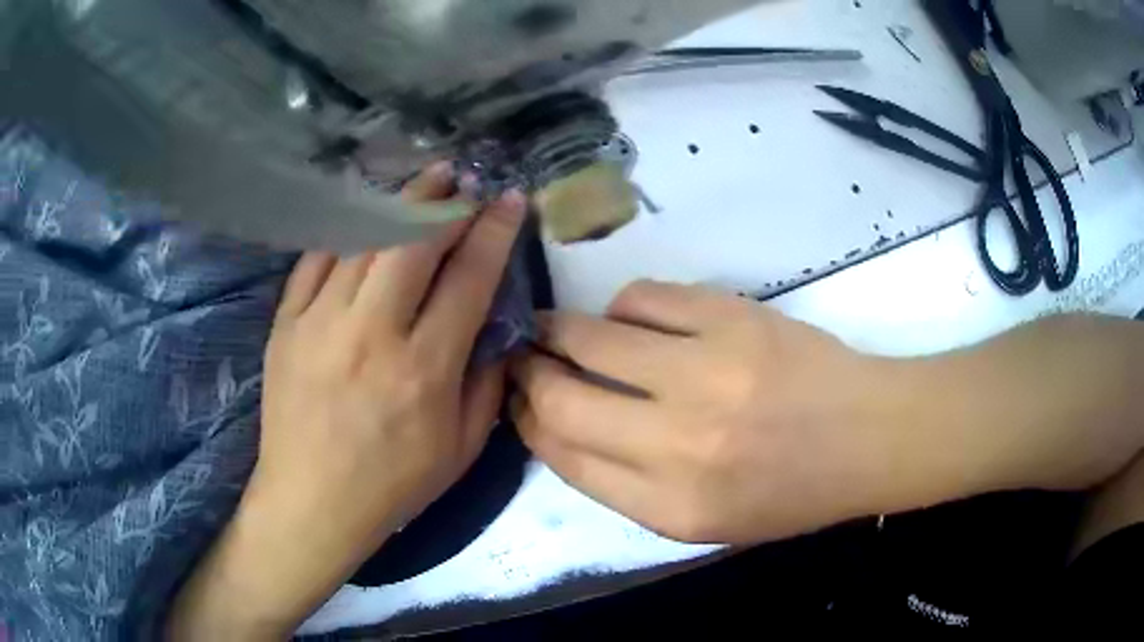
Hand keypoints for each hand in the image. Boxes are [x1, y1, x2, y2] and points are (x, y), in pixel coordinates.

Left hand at [168, 164, 525, 638]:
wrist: (311, 502)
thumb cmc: (392, 485)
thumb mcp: (462, 449)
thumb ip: (488, 384)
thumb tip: (498, 329)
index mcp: (424, 369)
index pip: (469, 278)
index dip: (494, 230)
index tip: (509, 199)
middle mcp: (371, 333)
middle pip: (413, 242)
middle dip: (445, 200)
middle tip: (463, 176)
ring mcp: (320, 323)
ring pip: (363, 240)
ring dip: (398, 204)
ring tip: (423, 181)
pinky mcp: (285, 324)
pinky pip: (316, 260)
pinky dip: (345, 231)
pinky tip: (363, 218)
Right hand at [511, 281, 905, 544]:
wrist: (867, 438)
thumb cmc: (789, 491)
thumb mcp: (704, 519)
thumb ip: (628, 485)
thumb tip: (563, 427)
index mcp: (670, 508)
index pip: (564, 457)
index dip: (528, 423)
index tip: (519, 400)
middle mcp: (678, 446)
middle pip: (561, 400)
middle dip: (528, 373)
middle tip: (524, 357)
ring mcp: (705, 374)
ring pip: (591, 338)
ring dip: (562, 330)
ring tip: (560, 328)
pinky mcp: (731, 319)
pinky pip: (641, 298)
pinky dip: (623, 307)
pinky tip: (633, 319)